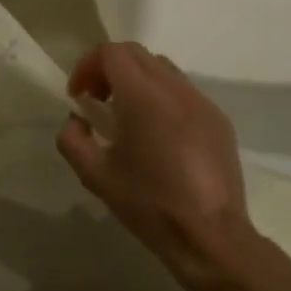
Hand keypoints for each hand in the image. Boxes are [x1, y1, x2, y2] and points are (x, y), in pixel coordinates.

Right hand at [58, 42, 262, 288]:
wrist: (209, 236)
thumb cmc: (148, 204)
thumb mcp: (94, 175)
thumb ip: (72, 139)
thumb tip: (77, 120)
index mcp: (143, 98)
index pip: (111, 53)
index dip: (87, 67)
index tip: (79, 96)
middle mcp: (175, 90)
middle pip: (136, 54)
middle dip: (109, 69)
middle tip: (97, 101)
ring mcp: (202, 103)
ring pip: (162, 69)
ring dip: (136, 80)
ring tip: (125, 116)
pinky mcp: (218, 120)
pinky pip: (183, 91)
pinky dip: (161, 97)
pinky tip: (156, 134)